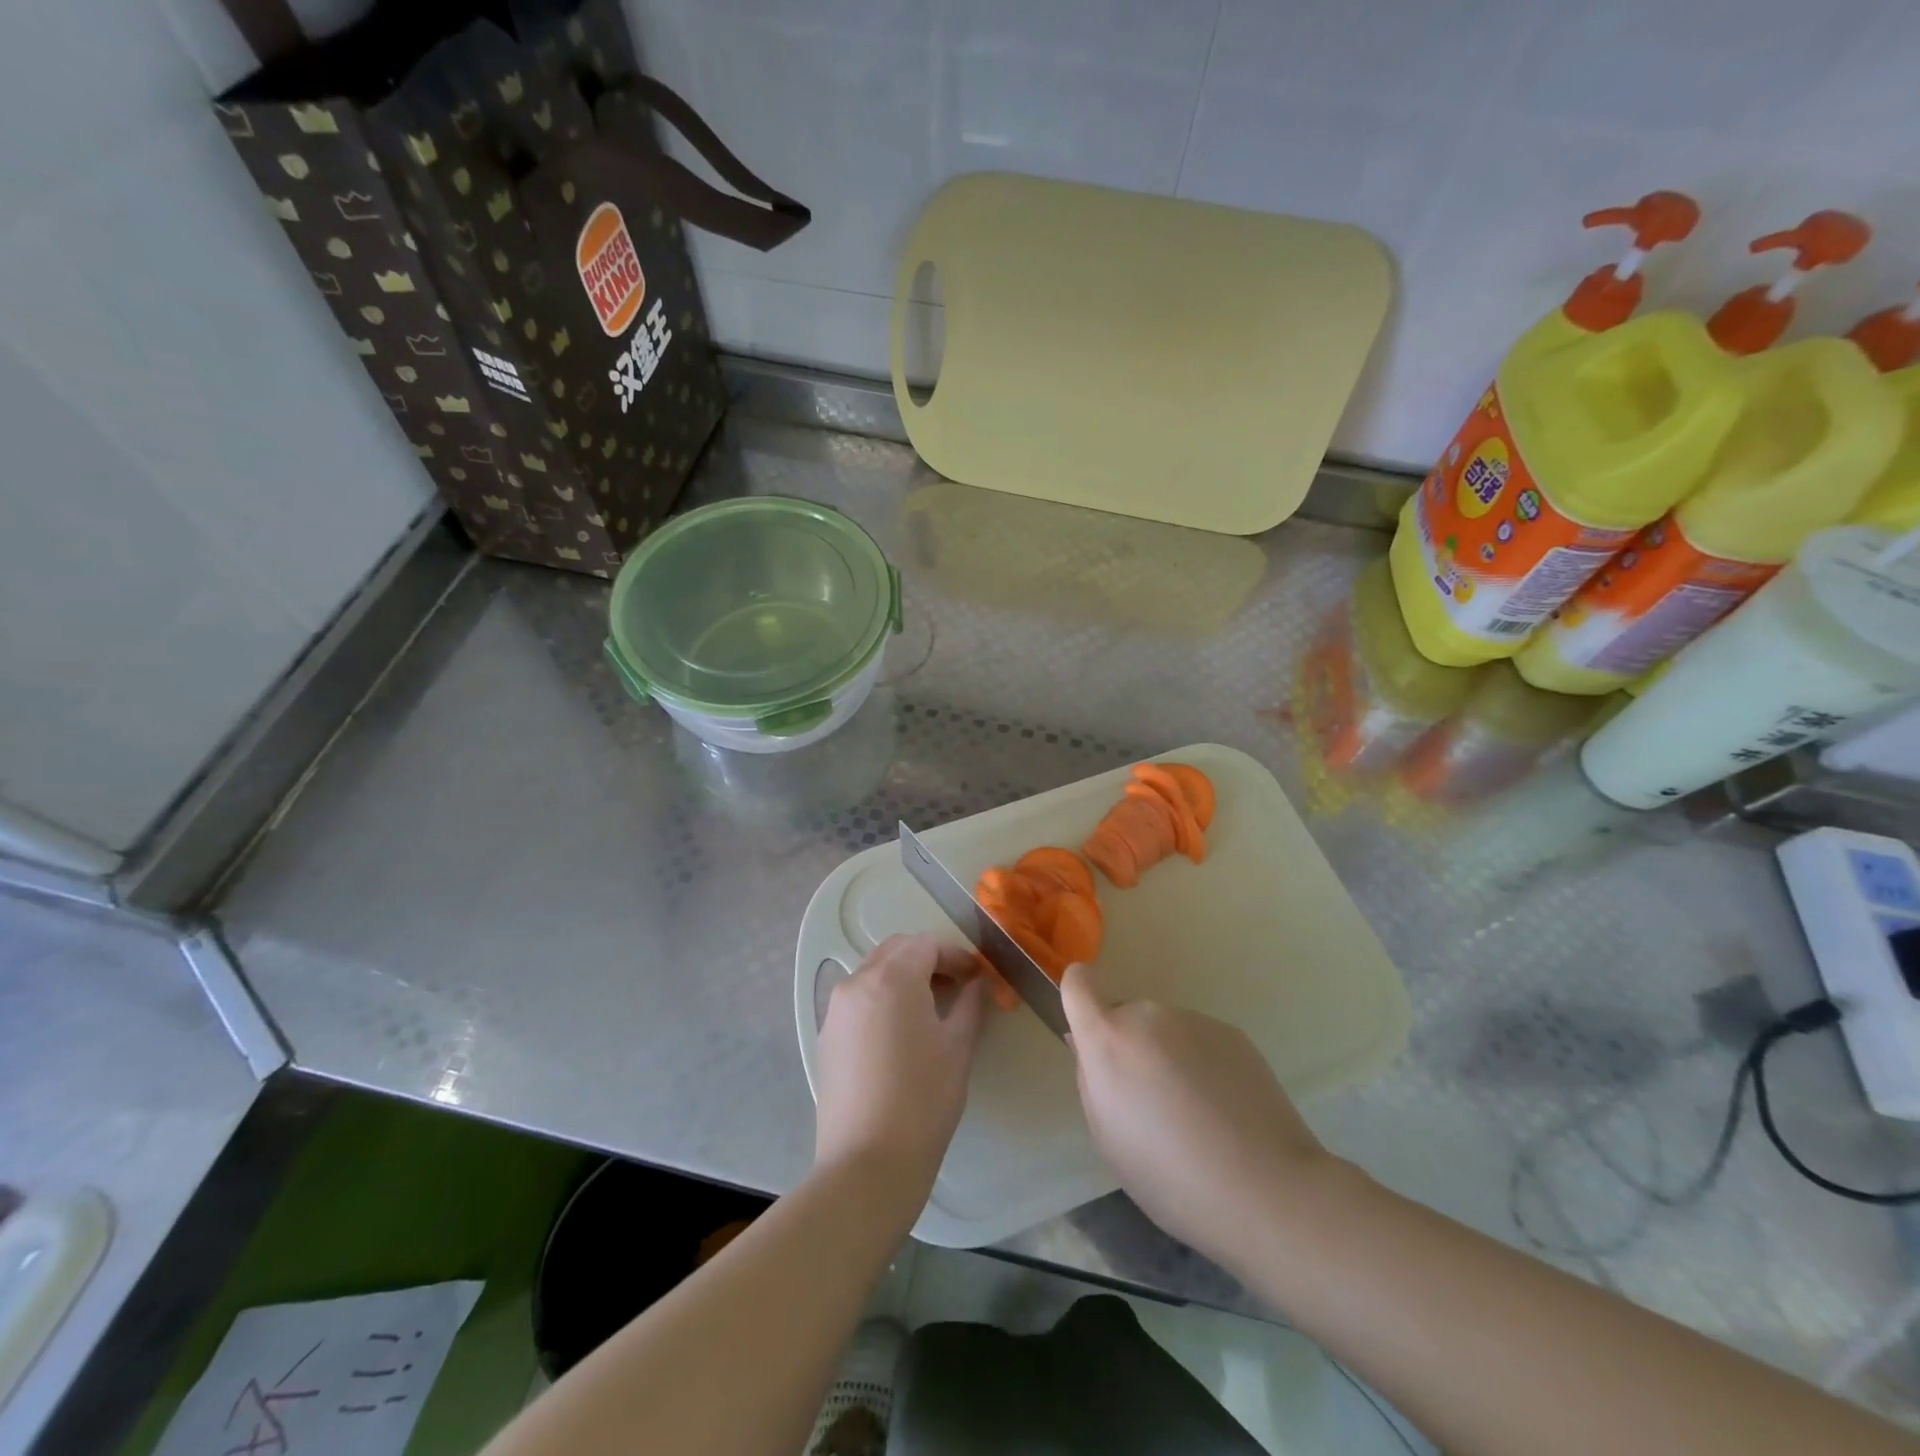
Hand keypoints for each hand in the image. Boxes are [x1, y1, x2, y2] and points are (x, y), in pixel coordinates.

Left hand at [813, 934, 990, 1213]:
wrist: (867, 1164)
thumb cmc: (922, 1100)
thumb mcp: (957, 1048)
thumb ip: (970, 1005)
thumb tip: (979, 984)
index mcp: (892, 978)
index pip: (926, 945)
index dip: (956, 956)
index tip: (977, 977)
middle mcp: (857, 983)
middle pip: (896, 951)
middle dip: (928, 959)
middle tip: (957, 986)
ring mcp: (835, 1010)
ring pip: (874, 973)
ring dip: (904, 977)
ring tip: (931, 1008)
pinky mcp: (826, 1037)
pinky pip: (858, 1000)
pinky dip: (882, 999)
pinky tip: (901, 1033)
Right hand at [1060, 960, 1336, 1264]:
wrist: (1266, 1189)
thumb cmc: (1170, 1176)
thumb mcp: (1108, 1138)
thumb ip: (1092, 1080)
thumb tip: (1090, 1048)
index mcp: (1109, 1039)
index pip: (1079, 982)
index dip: (1079, 999)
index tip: (1090, 1034)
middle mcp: (1149, 1016)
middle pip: (1126, 1017)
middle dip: (1131, 1048)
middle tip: (1152, 1104)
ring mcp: (1195, 1020)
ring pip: (1165, 1032)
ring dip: (1169, 1058)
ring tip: (1196, 1117)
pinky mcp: (1233, 1033)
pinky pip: (1200, 1042)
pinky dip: (1203, 1066)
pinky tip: (1225, 1113)